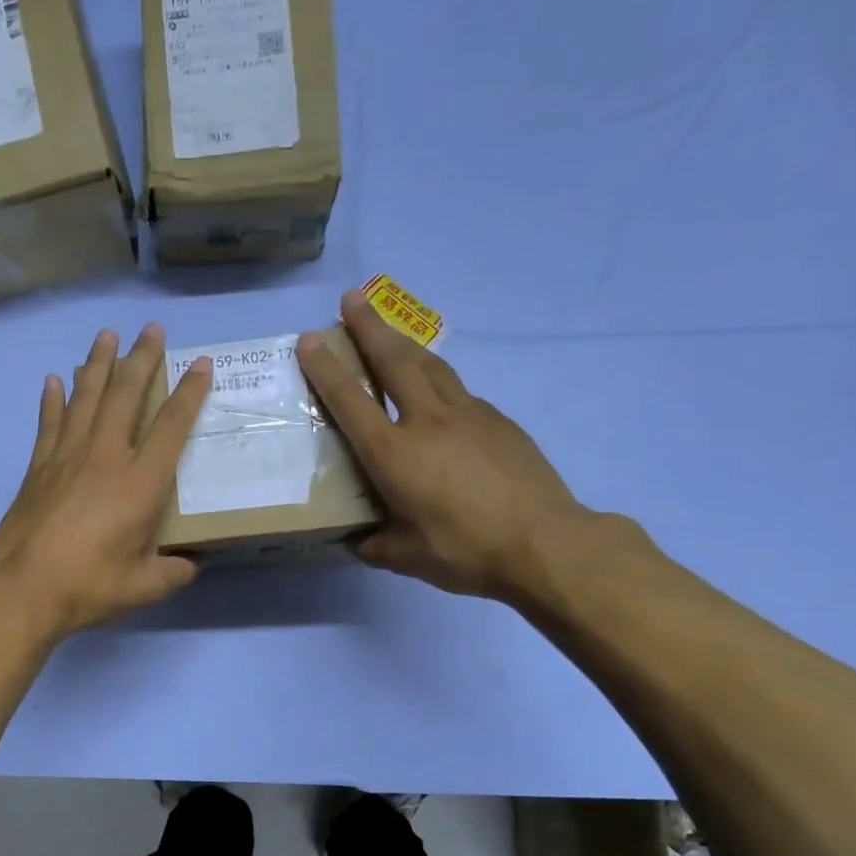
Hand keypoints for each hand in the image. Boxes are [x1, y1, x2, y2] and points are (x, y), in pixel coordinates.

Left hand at [0, 324, 211, 638]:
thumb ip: (173, 572)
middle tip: (152, 329)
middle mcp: (106, 457)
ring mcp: (67, 457)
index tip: (200, 364)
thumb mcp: (144, 586)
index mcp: (140, 483)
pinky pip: (49, 423)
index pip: (171, 426)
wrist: (23, 589)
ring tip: (106, 336)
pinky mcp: (38, 467)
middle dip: (141, 359)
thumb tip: (190, 566)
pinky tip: (54, 379)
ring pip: (86, 398)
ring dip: (97, 364)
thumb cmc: (89, 586)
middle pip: (126, 396)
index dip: (189, 393)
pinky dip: (52, 399)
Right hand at [298, 289, 586, 599]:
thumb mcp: (407, 557)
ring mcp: (468, 415)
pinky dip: (438, 381)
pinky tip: (437, 394)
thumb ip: (376, 546)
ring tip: (389, 328)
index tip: (310, 339)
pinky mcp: (499, 421)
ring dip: (404, 342)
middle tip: (351, 298)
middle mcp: (427, 421)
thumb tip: (360, 542)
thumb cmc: (466, 550)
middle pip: (394, 361)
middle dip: (369, 326)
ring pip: (430, 365)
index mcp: (394, 453)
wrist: (546, 543)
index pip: (350, 401)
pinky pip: (459, 392)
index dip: (326, 369)